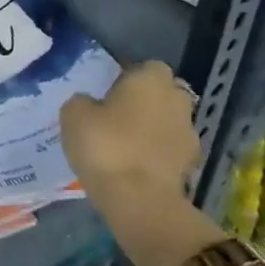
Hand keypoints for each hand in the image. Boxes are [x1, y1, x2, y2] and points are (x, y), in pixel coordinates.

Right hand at [61, 62, 219, 265]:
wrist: (139, 199)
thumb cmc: (105, 145)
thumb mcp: (73, 114)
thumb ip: (84, 101)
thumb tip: (91, 103)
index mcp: (150, 80)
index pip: (148, 66)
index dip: (130, 76)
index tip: (110, 90)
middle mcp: (176, 100)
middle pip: (165, 92)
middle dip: (148, 100)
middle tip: (119, 114)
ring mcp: (189, 133)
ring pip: (170, 120)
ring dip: (154, 127)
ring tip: (126, 142)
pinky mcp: (192, 164)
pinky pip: (171, 148)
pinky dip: (158, 152)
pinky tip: (136, 163)